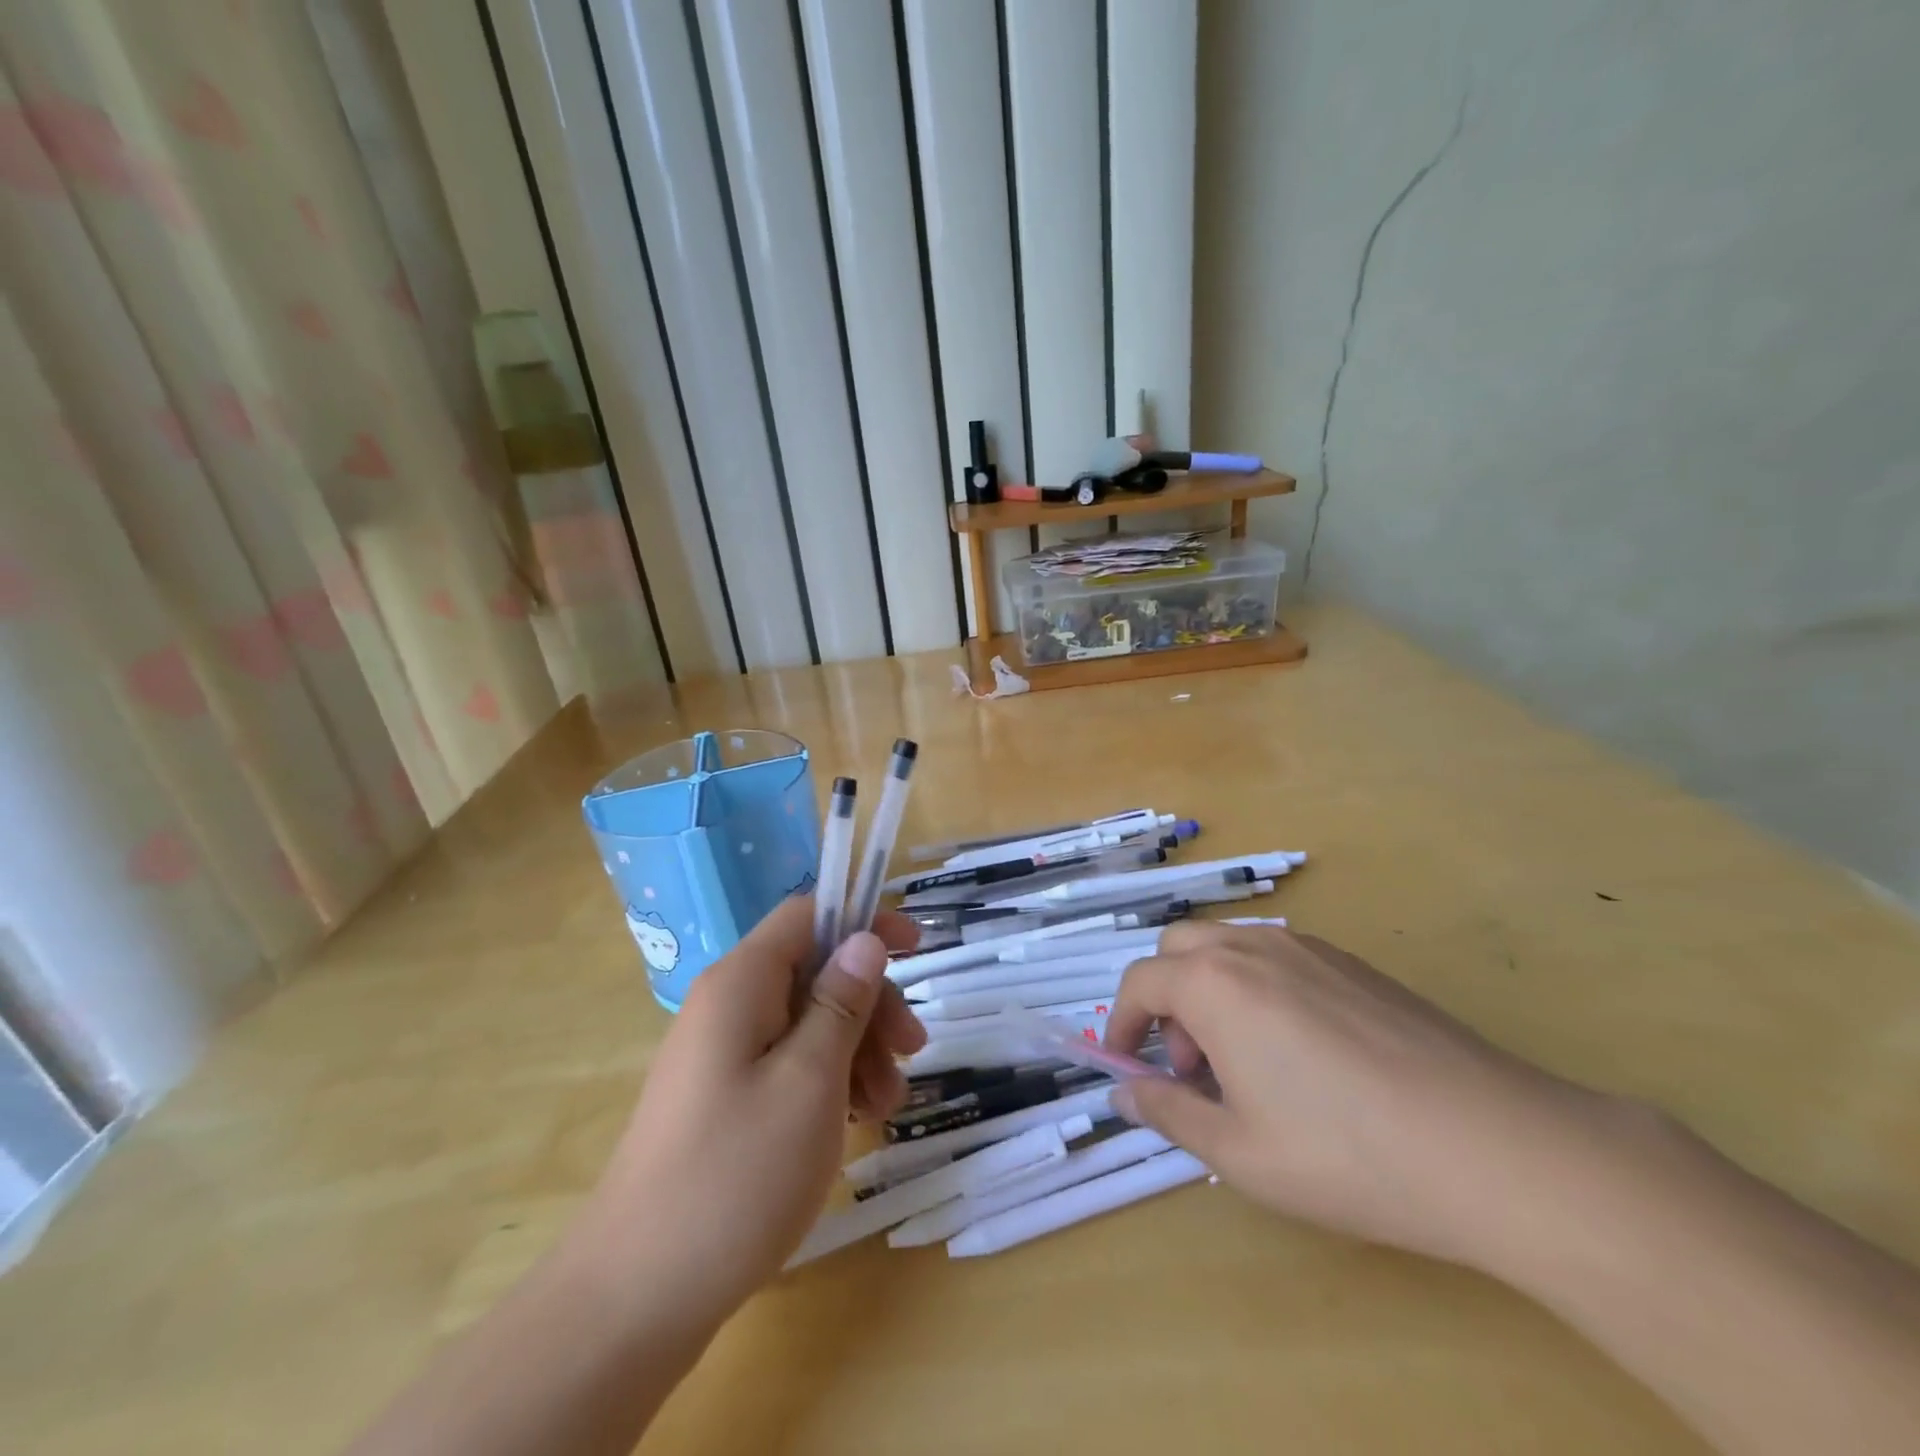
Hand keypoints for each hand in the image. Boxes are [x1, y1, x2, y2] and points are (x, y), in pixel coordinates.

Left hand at [570, 898, 925, 1329]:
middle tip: (913, 1051)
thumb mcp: (810, 1080)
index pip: (807, 914)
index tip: (917, 947)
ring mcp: (722, 1054)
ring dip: (857, 1049)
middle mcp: (727, 1005)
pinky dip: (829, 1080)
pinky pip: (788, 1063)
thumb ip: (841, 1002)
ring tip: (885, 1106)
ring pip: (807, 1020)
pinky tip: (854, 1121)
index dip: (864, 919)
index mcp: (740, 982)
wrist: (636, 1297)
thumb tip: (865, 939)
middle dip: (870, 1003)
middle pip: (814, 970)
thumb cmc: (735, 1175)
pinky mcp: (723, 1097)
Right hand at [1104, 921, 1611, 1269]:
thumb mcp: (1238, 1152)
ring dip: (1210, 989)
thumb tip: (1122, 1093)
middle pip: (1179, 949)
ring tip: (1245, 1061)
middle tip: (1191, 1065)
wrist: (1494, 1146)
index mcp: (1214, 984)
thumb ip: (1168, 1112)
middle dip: (1166, 999)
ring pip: (1228, 947)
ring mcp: (1307, 949)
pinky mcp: (1353, 963)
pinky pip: (1277, 957)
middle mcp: (1252, 949)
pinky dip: (1257, 987)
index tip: (1126, 1068)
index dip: (1120, 1024)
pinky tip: (1302, 1051)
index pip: (1140, 983)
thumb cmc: (1347, 1155)